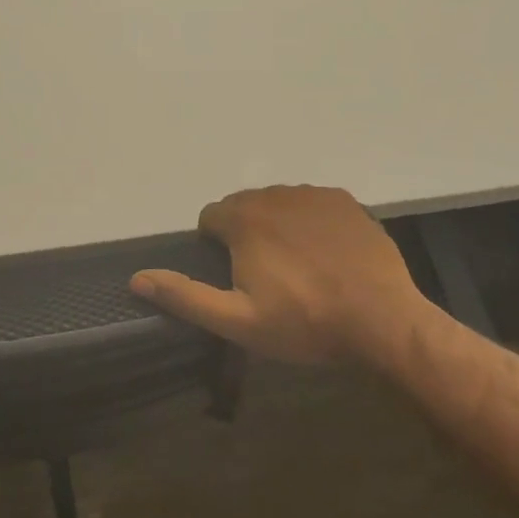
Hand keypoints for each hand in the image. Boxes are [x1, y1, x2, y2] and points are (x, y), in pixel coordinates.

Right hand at [131, 185, 438, 368]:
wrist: (382, 320)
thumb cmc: (304, 322)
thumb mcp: (237, 320)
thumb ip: (184, 296)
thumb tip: (136, 277)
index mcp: (244, 219)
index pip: (210, 217)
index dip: (216, 247)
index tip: (236, 277)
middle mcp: (274, 195)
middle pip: (243, 207)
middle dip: (245, 234)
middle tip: (266, 277)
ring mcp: (313, 195)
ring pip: (278, 203)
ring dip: (277, 226)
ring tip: (298, 267)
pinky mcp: (345, 201)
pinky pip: (312, 204)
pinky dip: (310, 222)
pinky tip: (326, 254)